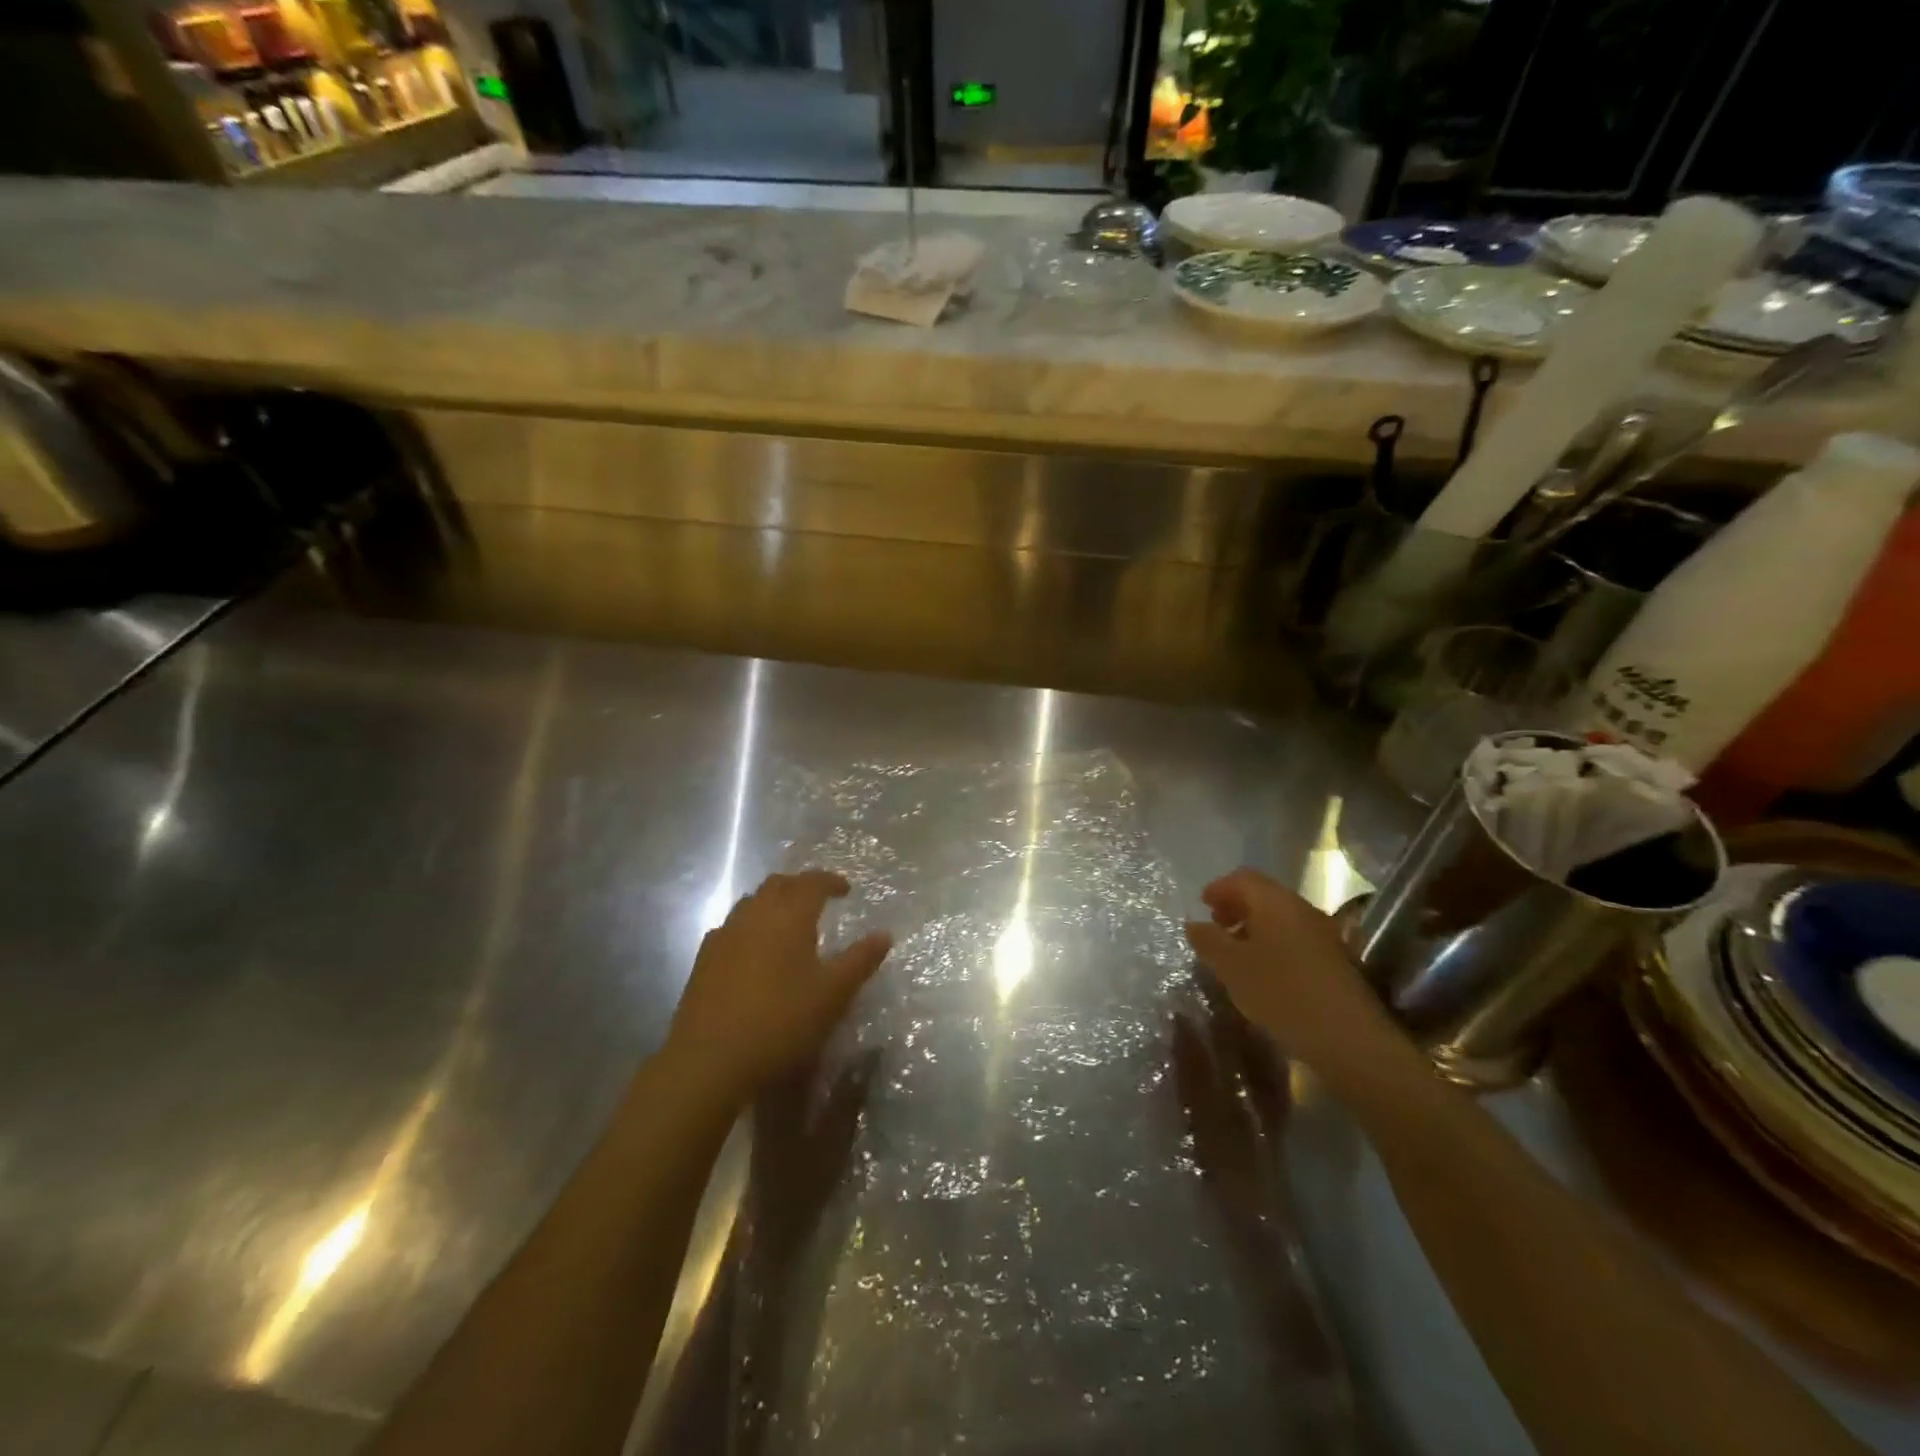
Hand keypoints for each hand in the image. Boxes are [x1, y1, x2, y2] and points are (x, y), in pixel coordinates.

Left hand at [667, 871, 891, 1100]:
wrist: (709, 1061)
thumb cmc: (781, 1023)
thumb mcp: (833, 995)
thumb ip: (860, 960)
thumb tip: (885, 934)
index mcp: (789, 917)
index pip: (811, 882)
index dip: (830, 881)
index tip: (846, 889)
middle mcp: (755, 916)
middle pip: (778, 884)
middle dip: (800, 885)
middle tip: (819, 899)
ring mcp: (724, 936)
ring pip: (752, 903)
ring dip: (774, 902)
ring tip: (789, 922)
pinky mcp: (704, 960)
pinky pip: (732, 927)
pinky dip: (751, 926)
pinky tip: (755, 950)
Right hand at [1183, 868, 1404, 1085]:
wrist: (1348, 1037)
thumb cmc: (1281, 992)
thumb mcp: (1231, 967)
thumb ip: (1208, 941)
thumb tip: (1194, 924)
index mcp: (1274, 902)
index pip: (1242, 878)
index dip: (1218, 888)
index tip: (1202, 906)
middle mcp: (1301, 909)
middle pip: (1263, 895)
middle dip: (1236, 906)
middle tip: (1215, 927)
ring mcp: (1322, 933)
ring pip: (1280, 917)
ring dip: (1254, 926)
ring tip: (1235, 953)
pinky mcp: (1334, 959)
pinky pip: (1295, 938)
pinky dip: (1272, 943)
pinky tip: (1263, 972)